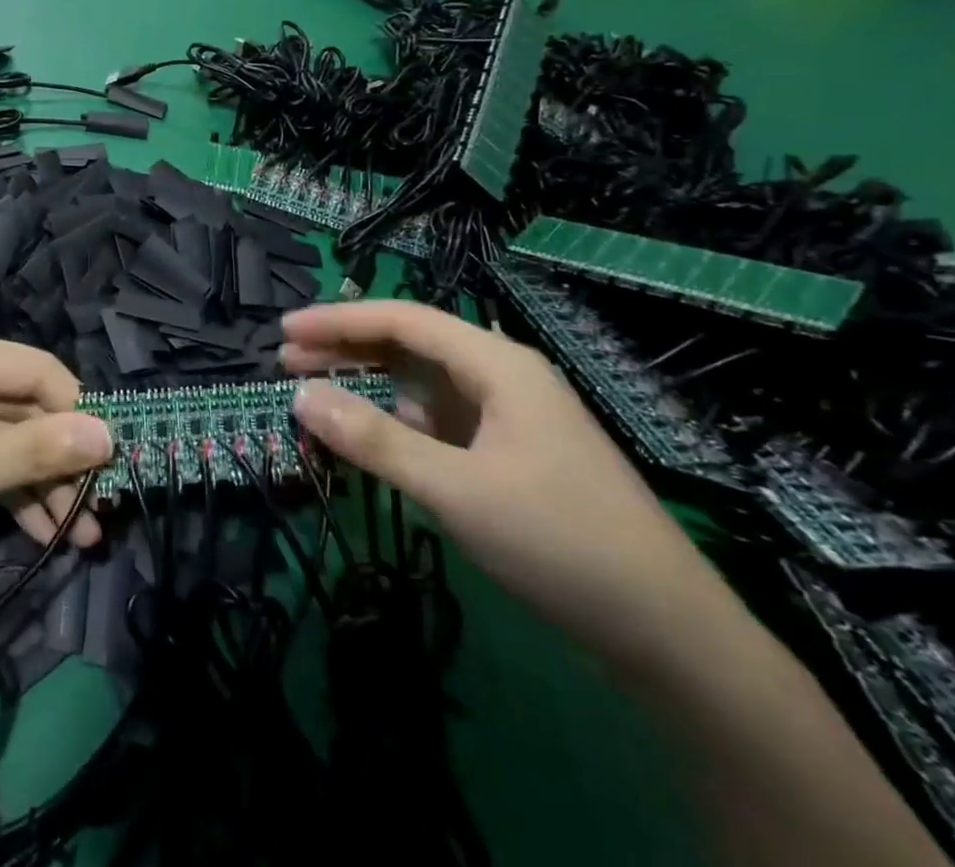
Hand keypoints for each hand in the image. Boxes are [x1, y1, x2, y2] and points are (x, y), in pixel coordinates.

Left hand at [0, 329, 113, 599]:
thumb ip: (34, 453)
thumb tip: (109, 435)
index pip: (37, 370)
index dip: (80, 412)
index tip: (117, 462)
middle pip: (25, 409)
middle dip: (63, 460)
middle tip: (103, 511)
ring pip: (9, 442)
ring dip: (44, 485)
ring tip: (84, 535)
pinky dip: (13, 495)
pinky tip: (45, 532)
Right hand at [284, 300, 735, 669]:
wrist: (670, 634)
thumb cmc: (560, 544)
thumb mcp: (455, 490)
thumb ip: (374, 440)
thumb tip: (302, 397)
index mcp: (498, 365)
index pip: (403, 320)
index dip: (337, 320)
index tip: (284, 330)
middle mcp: (503, 376)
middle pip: (410, 343)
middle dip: (347, 347)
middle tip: (286, 359)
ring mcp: (510, 415)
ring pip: (423, 381)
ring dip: (369, 381)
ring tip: (316, 390)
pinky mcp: (511, 452)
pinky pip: (439, 418)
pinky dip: (397, 418)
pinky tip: (374, 434)